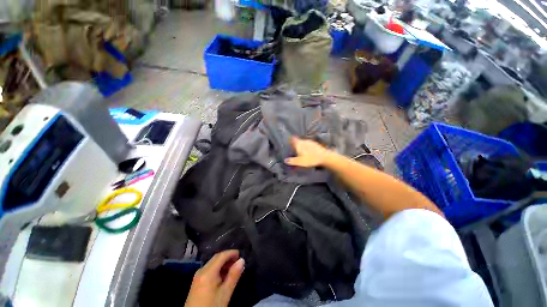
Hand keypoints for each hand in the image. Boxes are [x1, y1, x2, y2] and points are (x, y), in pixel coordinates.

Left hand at [185, 250, 244, 306]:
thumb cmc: (211, 306)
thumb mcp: (225, 293)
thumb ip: (233, 276)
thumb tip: (241, 260)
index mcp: (207, 271)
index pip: (221, 255)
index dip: (231, 253)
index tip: (241, 254)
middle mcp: (201, 270)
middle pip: (216, 258)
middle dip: (228, 257)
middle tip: (238, 262)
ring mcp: (198, 276)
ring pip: (213, 264)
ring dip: (223, 264)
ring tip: (233, 270)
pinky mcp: (197, 282)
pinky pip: (209, 270)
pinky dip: (218, 269)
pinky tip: (224, 276)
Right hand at [284, 137, 332, 167]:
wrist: (325, 157)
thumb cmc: (311, 159)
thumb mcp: (300, 162)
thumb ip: (292, 161)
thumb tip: (285, 160)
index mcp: (299, 144)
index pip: (293, 139)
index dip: (290, 139)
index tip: (288, 140)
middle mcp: (304, 141)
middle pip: (298, 141)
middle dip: (295, 144)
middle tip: (293, 148)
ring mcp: (310, 142)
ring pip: (303, 142)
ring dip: (301, 145)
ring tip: (300, 151)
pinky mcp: (315, 144)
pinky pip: (308, 145)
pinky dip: (306, 147)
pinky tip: (308, 152)